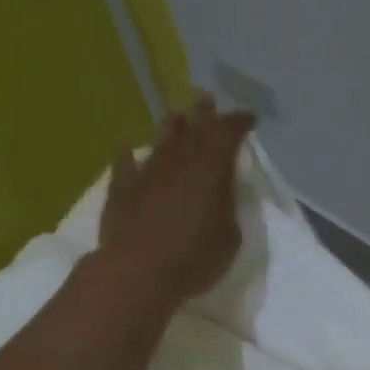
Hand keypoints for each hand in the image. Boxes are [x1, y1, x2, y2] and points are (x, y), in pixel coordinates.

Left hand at [98, 93, 255, 308]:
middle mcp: (178, 162)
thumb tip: (221, 194)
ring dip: (170, 129)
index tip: (248, 117)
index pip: (227, 134)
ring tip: (175, 116)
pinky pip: (124, 166)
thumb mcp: (229, 238)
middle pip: (193, 130)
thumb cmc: (194, 258)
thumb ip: (228, 209)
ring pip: (160, 142)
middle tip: (205, 98)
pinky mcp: (121, 191)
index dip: (238, 123)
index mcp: (211, 169)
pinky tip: (126, 149)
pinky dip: (127, 156)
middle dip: (203, 114)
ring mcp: (147, 174)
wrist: (138, 271)